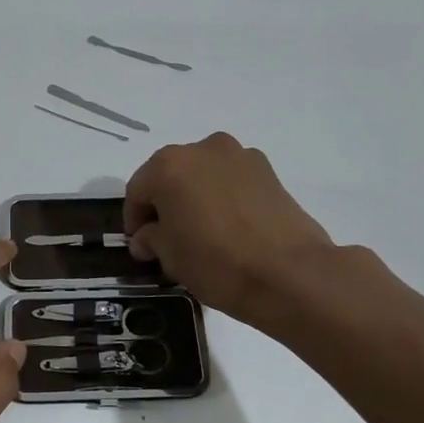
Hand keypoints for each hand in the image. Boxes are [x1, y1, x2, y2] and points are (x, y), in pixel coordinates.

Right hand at [123, 133, 336, 327]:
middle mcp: (203, 149)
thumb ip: (151, 239)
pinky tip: (230, 228)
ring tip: (202, 232)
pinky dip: (224, 198)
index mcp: (169, 165)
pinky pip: (232, 182)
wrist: (289, 273)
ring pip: (204, 175)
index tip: (139, 245)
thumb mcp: (170, 256)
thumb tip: (147, 237)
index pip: (138, 190)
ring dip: (196, 197)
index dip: (134, 219)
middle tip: (167, 237)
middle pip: (171, 175)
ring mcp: (240, 156)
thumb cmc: (216, 262)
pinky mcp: (269, 171)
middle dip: (165, 203)